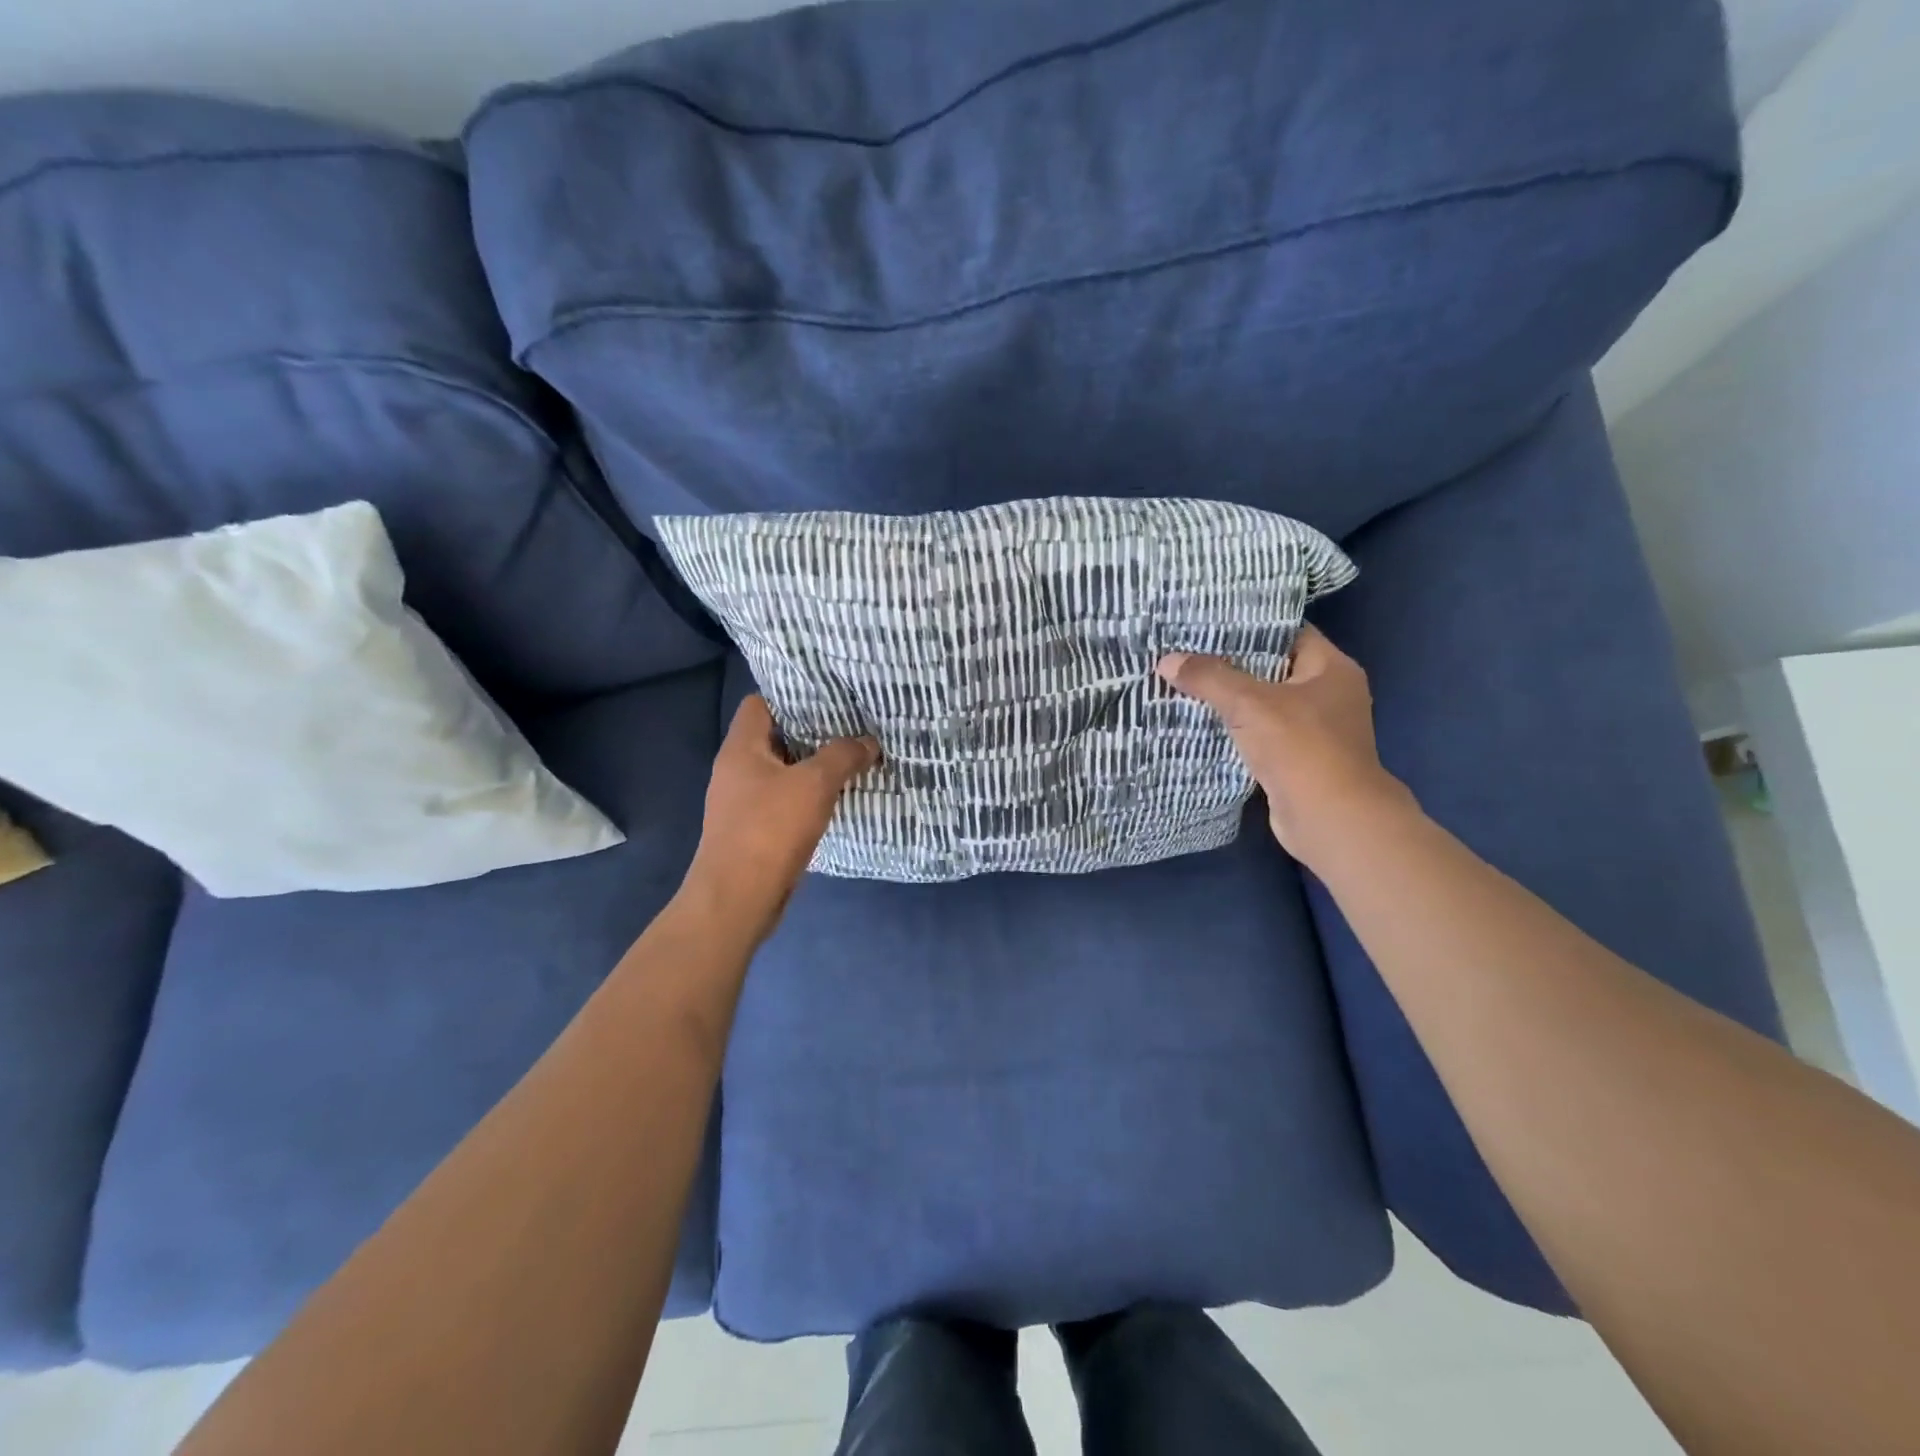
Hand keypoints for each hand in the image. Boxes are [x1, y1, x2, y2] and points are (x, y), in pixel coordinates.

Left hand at [682, 696, 878, 941]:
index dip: (791, 694)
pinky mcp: (753, 831)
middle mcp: (736, 770)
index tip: (827, 695)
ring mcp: (742, 803)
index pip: (760, 703)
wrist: (737, 898)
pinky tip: (836, 799)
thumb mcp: (815, 784)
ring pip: (782, 772)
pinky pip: (784, 802)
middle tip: (851, 725)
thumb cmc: (770, 829)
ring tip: (851, 758)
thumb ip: (843, 756)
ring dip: (812, 767)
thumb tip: (868, 742)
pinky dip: (807, 797)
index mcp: (741, 748)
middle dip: (811, 732)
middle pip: (774, 737)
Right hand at [1157, 625, 1409, 861]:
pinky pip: (1259, 734)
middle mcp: (1328, 694)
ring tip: (1183, 682)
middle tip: (1186, 651)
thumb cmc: (1302, 748)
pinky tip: (1198, 723)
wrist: (1330, 819)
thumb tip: (1166, 661)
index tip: (1208, 622)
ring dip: (1229, 699)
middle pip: (1272, 668)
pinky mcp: (1297, 760)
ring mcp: (1314, 730)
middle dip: (1230, 663)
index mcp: (1332, 669)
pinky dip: (1234, 729)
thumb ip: (1210, 678)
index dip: (1249, 625)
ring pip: (1263, 704)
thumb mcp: (1251, 704)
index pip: (1288, 632)